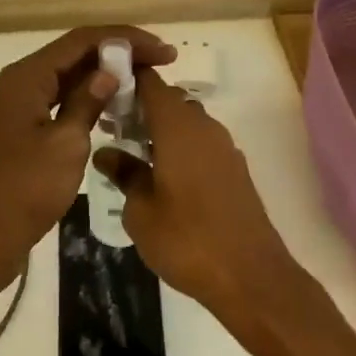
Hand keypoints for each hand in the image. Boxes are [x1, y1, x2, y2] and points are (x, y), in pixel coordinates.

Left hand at [0, 26, 175, 299]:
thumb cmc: (24, 190)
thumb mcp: (65, 144)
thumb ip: (88, 101)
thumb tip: (110, 71)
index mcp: (28, 76)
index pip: (82, 40)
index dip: (125, 39)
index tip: (164, 51)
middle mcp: (23, 81)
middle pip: (76, 52)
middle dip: (119, 53)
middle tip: (162, 62)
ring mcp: (24, 105)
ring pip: (71, 75)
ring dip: (107, 74)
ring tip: (147, 80)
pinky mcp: (27, 127)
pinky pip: (64, 98)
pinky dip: (92, 97)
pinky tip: (117, 107)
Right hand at [94, 73, 304, 330]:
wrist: (252, 278)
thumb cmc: (187, 240)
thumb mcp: (141, 211)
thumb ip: (124, 174)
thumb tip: (106, 152)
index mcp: (177, 125)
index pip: (150, 82)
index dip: (127, 78)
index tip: (103, 89)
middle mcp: (203, 126)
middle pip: (168, 100)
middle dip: (140, 107)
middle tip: (112, 127)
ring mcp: (223, 147)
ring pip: (186, 122)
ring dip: (160, 129)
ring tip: (132, 153)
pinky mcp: (235, 169)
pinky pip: (200, 143)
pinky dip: (179, 148)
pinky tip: (162, 176)